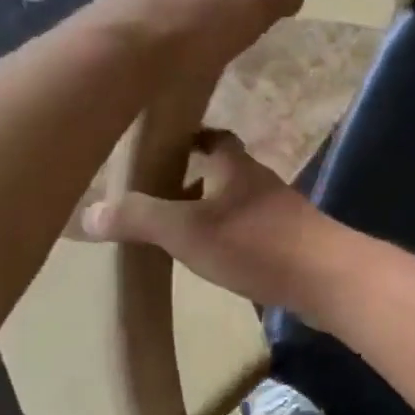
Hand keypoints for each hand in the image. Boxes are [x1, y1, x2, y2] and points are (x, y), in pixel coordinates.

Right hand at [81, 130, 340, 312]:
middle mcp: (259, 181)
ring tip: (177, 230)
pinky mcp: (293, 242)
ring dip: (211, 210)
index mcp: (235, 165)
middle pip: (223, 170)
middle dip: (193, 178)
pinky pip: (253, 231)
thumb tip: (87, 212)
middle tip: (156, 196)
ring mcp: (280, 212)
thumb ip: (138, 218)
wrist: (327, 278)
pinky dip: (231, 237)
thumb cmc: (255, 243)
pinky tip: (216, 258)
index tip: (157, 148)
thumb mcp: (186, 230)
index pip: (211, 136)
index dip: (186, 138)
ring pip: (238, 202)